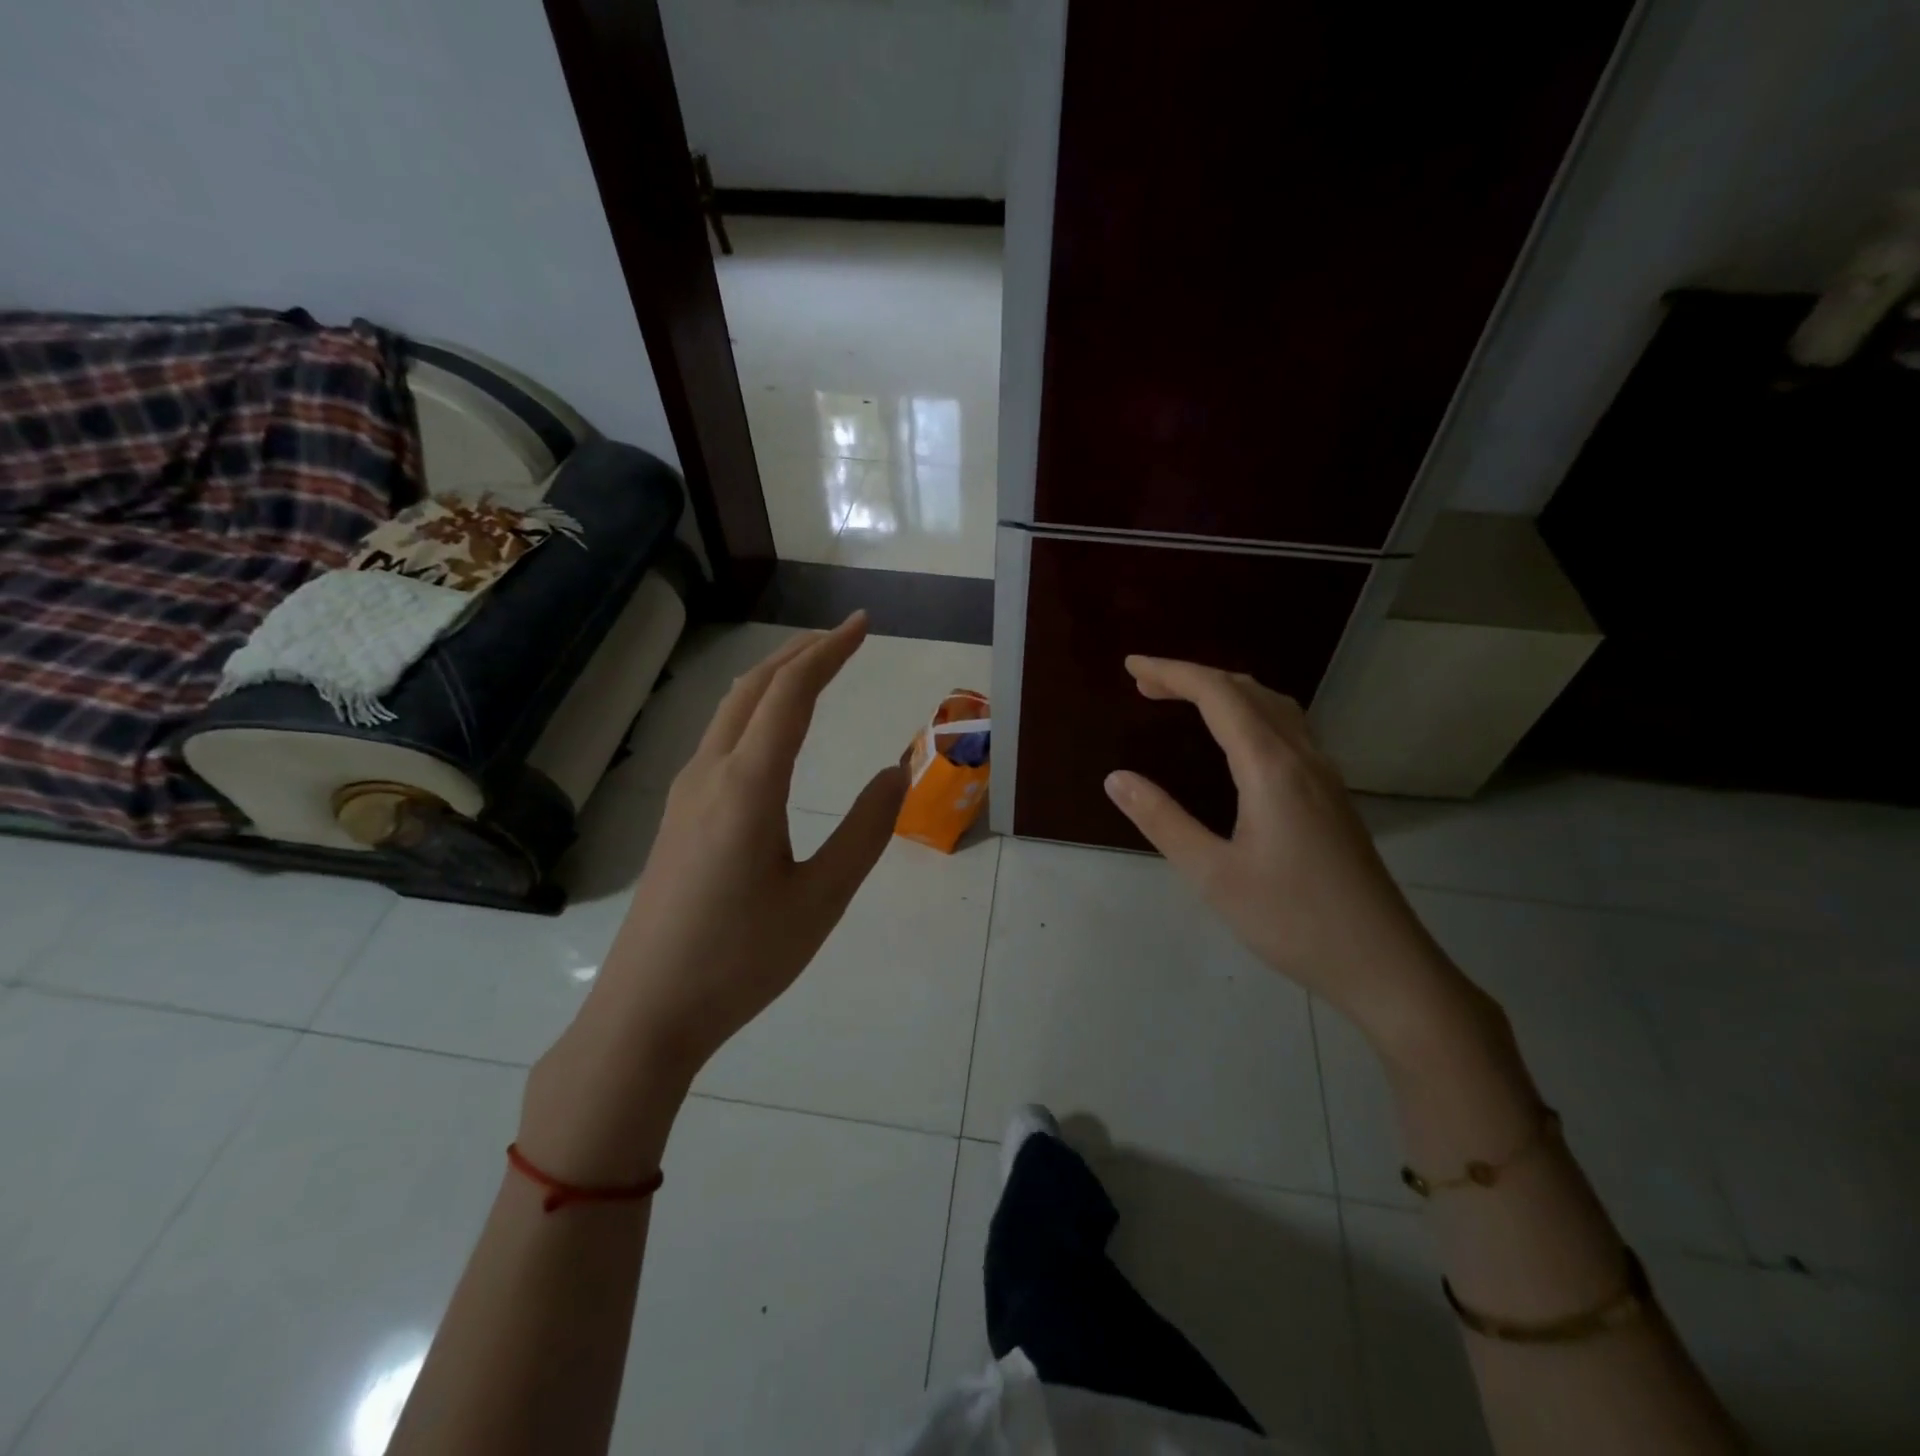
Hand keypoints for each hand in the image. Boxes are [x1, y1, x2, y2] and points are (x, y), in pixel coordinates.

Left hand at [523, 614, 907, 1179]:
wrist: (646, 1012)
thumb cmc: (742, 958)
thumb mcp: (821, 898)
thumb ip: (864, 830)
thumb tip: (895, 773)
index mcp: (747, 786)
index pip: (790, 693)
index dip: (829, 651)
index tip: (862, 625)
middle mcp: (709, 774)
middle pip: (753, 688)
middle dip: (800, 652)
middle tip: (844, 636)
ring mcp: (685, 794)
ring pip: (730, 710)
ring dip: (773, 678)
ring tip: (814, 669)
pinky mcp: (677, 816)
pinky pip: (718, 739)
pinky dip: (755, 711)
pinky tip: (771, 732)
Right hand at [1103, 656, 1469, 1053]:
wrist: (1384, 964)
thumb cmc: (1291, 920)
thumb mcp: (1212, 874)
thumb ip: (1161, 820)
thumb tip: (1116, 777)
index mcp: (1271, 767)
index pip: (1217, 695)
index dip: (1172, 672)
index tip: (1131, 666)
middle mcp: (1302, 757)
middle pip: (1247, 691)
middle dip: (1193, 678)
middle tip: (1145, 685)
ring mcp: (1324, 775)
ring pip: (1274, 706)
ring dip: (1225, 692)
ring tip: (1184, 700)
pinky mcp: (1332, 795)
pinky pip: (1288, 728)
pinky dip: (1250, 712)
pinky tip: (1238, 738)